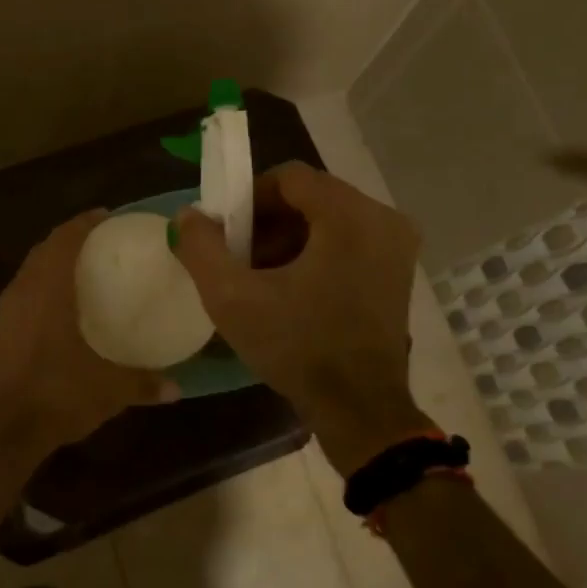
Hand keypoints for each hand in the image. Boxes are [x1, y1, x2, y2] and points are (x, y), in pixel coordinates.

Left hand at [0, 209, 179, 462]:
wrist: (2, 432)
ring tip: (80, 268)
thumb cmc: (56, 395)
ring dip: (52, 262)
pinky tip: (57, 306)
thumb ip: (144, 383)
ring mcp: (5, 312)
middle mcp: (23, 291)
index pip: (64, 240)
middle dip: (69, 239)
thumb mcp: (108, 390)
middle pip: (44, 250)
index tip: (106, 216)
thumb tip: (177, 387)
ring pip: (30, 271)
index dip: (84, 223)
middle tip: (98, 241)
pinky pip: (22, 293)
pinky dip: (40, 286)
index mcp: (48, 290)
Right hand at [173, 163, 431, 472]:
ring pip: (328, 218)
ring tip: (263, 277)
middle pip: (310, 196)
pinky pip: (348, 240)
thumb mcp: (232, 298)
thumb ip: (201, 247)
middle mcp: (383, 219)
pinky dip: (316, 252)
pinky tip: (294, 289)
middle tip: (242, 259)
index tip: (229, 234)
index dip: (249, 198)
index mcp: (349, 216)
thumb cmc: (297, 349)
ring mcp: (397, 245)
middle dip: (268, 222)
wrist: (359, 410)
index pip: (289, 177)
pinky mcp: (398, 270)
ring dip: (290, 238)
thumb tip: (188, 215)